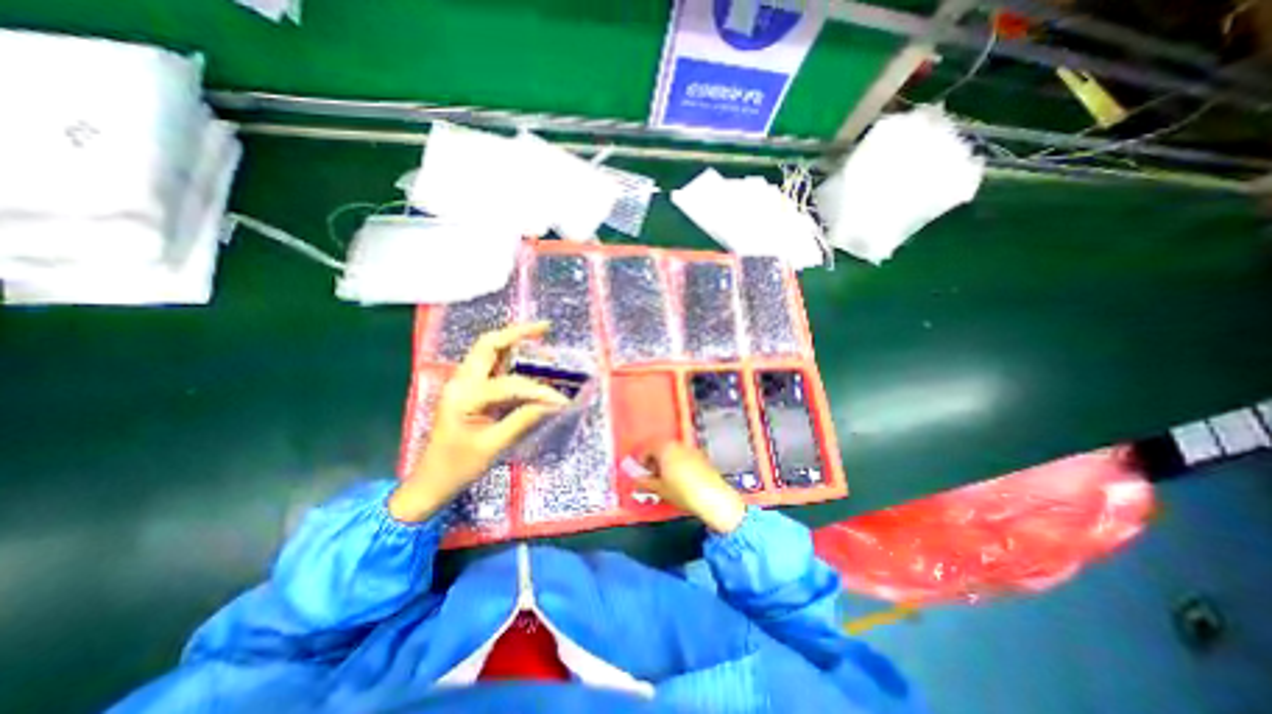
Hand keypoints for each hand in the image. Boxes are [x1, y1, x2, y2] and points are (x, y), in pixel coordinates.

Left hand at [387, 321, 566, 520]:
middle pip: (488, 345)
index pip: (509, 385)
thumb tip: (554, 403)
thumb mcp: (493, 446)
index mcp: (463, 396)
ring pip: (488, 351)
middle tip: (546, 329)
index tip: (562, 400)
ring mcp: (463, 384)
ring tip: (540, 339)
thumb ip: (523, 420)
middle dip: (517, 333)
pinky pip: (491, 366)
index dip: (538, 391)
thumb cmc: (457, 467)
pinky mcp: (468, 391)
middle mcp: (461, 382)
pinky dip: (510, 358)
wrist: (430, 483)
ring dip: (513, 342)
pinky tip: (527, 360)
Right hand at [634, 444, 746, 531]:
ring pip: (673, 451)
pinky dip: (678, 463)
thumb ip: (644, 480)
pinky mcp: (702, 456)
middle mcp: (677, 444)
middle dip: (654, 460)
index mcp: (665, 447)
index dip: (641, 460)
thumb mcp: (660, 488)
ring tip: (665, 479)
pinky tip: (680, 479)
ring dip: (666, 461)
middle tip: (651, 476)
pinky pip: (684, 455)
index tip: (640, 474)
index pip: (647, 448)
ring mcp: (691, 448)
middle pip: (660, 447)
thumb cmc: (682, 491)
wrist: (713, 497)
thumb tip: (634, 476)